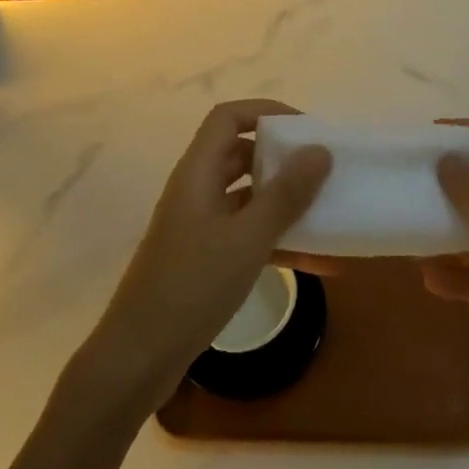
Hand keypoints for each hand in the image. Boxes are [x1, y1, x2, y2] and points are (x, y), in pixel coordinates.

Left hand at [80, 100, 330, 415]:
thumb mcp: (247, 239)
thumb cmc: (192, 286)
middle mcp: (196, 189)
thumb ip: (285, 194)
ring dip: (285, 203)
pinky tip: (318, 262)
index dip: (265, 112)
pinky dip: (278, 240)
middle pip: (240, 153)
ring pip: (248, 196)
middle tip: (323, 168)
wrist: (139, 356)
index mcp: (198, 171)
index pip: (228, 117)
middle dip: (282, 157)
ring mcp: (199, 224)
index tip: (306, 129)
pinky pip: (247, 233)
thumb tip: (320, 151)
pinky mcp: (205, 257)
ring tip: (329, 212)